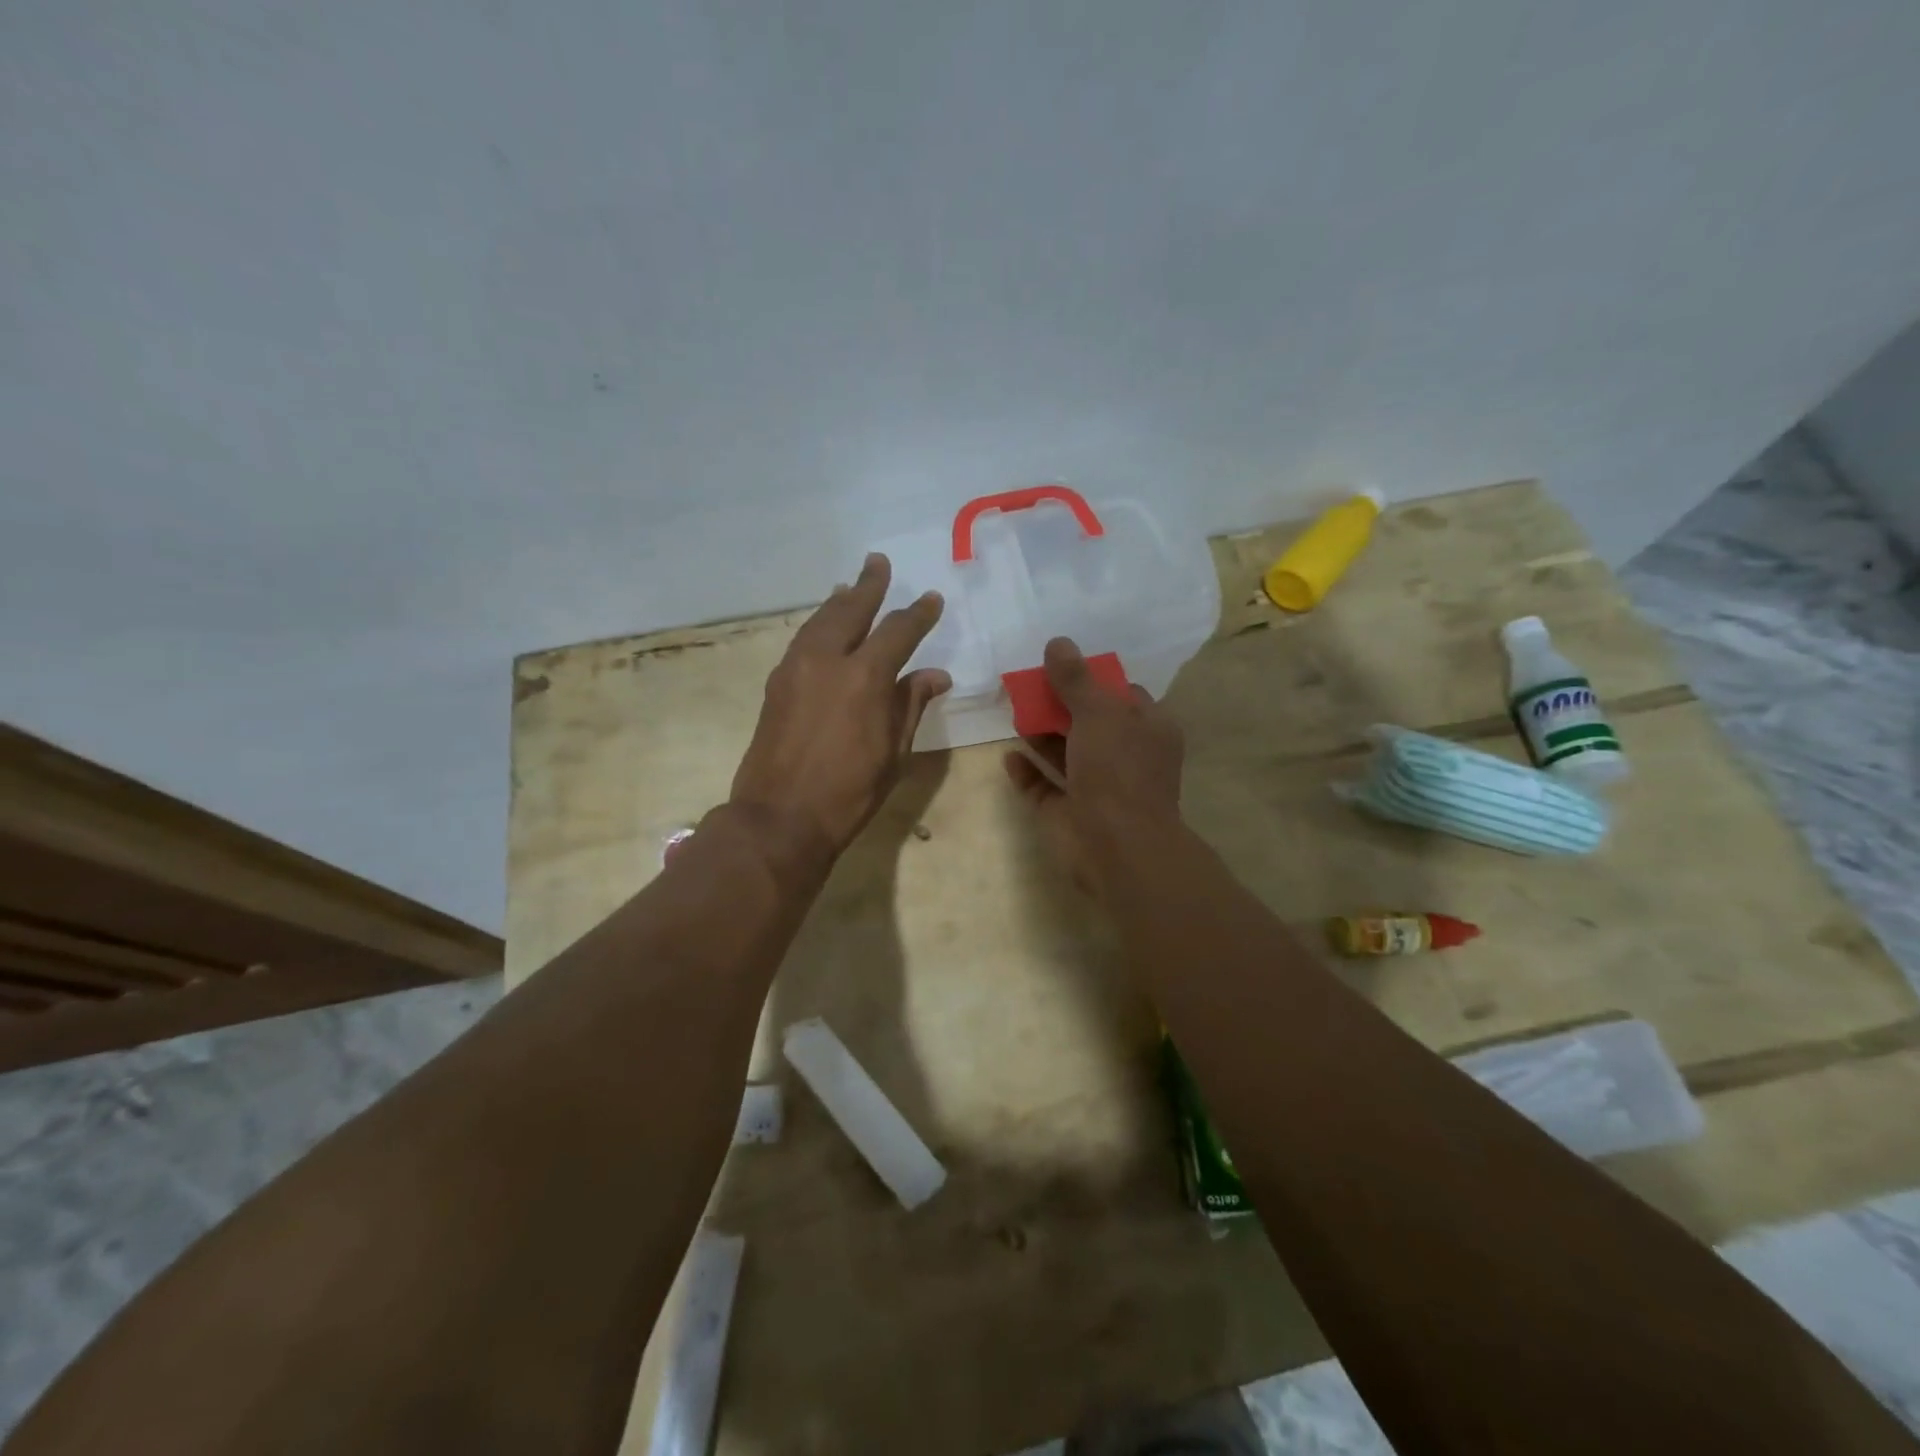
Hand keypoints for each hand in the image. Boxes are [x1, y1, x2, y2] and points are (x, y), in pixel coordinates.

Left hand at [729, 553, 949, 863]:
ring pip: (820, 620)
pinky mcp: (777, 683)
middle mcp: (827, 660)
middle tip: (878, 562)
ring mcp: (796, 669)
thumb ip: (911, 705)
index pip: (898, 631)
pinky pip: (802, 640)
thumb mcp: (893, 751)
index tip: (932, 599)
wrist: (780, 817)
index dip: (918, 614)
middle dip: (868, 585)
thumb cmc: (849, 792)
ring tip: (848, 586)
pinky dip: (817, 625)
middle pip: (850, 609)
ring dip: (838, 601)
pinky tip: (823, 627)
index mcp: (865, 676)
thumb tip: (935, 675)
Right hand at [1003, 637, 1184, 891]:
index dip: (1095, 679)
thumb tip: (1057, 642)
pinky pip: (1044, 786)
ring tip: (1014, 709)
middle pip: (1090, 722)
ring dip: (1042, 734)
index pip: (1124, 696)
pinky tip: (1009, 755)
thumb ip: (1075, 679)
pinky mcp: (1069, 813)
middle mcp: (1125, 756)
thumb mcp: (1098, 713)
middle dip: (1061, 704)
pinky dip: (1028, 771)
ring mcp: (1097, 787)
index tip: (1062, 665)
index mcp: (1148, 730)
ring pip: (1066, 753)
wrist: (1116, 846)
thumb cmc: (1117, 770)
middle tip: (1028, 683)